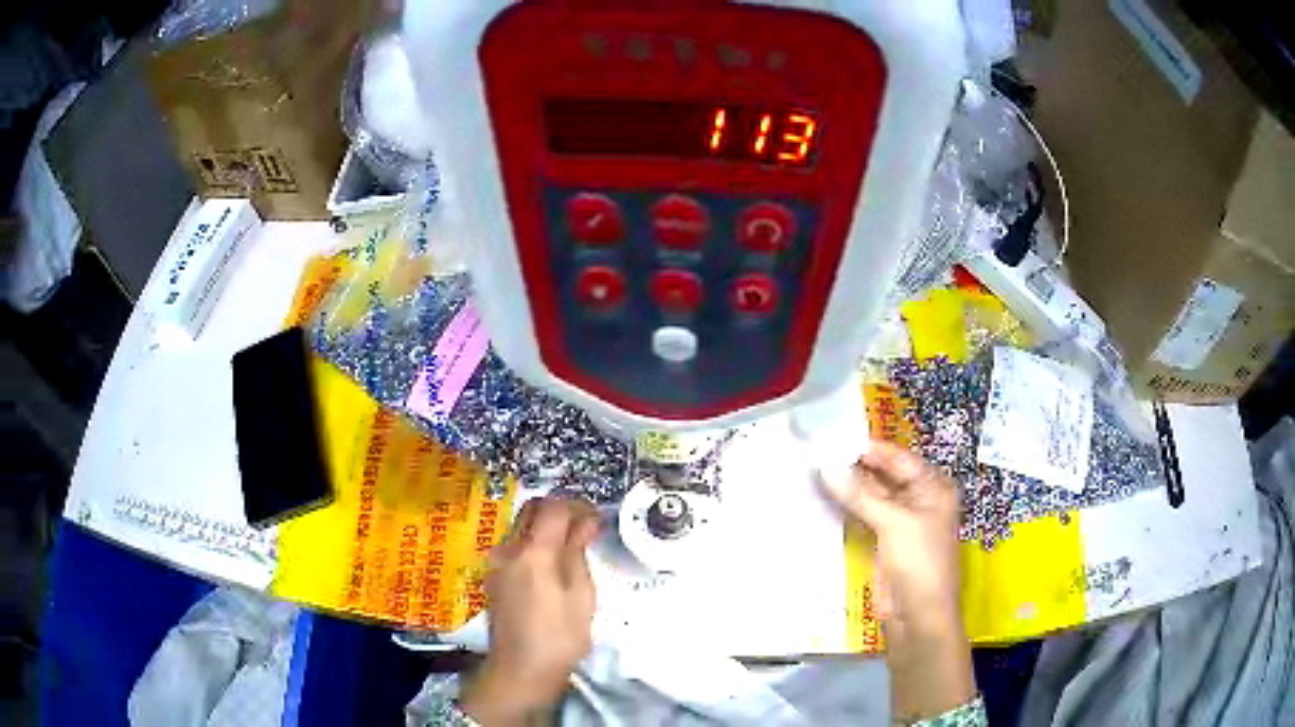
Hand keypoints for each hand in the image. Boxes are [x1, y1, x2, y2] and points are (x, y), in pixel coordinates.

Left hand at [460, 497, 600, 725]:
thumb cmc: (560, 638)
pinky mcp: (493, 576)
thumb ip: (578, 553)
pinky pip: (513, 545)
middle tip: (584, 526)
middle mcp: (508, 549)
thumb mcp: (581, 596)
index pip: (553, 507)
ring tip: (571, 546)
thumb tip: (585, 522)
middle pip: (531, 509)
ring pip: (520, 526)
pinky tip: (551, 564)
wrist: (520, 670)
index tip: (596, 518)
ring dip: (545, 526)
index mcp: (533, 553)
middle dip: (559, 510)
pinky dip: (533, 542)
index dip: (577, 505)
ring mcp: (496, 562)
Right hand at [820, 440, 974, 720]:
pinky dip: (847, 508)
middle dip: (856, 467)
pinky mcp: (883, 542)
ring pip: (872, 497)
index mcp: (933, 488)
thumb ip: (861, 494)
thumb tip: (826, 467)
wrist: (918, 617)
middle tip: (819, 453)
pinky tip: (825, 497)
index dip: (870, 449)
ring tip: (816, 470)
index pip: (899, 459)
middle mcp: (919, 500)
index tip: (835, 439)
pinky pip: (864, 517)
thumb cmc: (919, 562)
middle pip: (885, 476)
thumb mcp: (894, 523)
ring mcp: (900, 522)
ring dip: (849, 487)